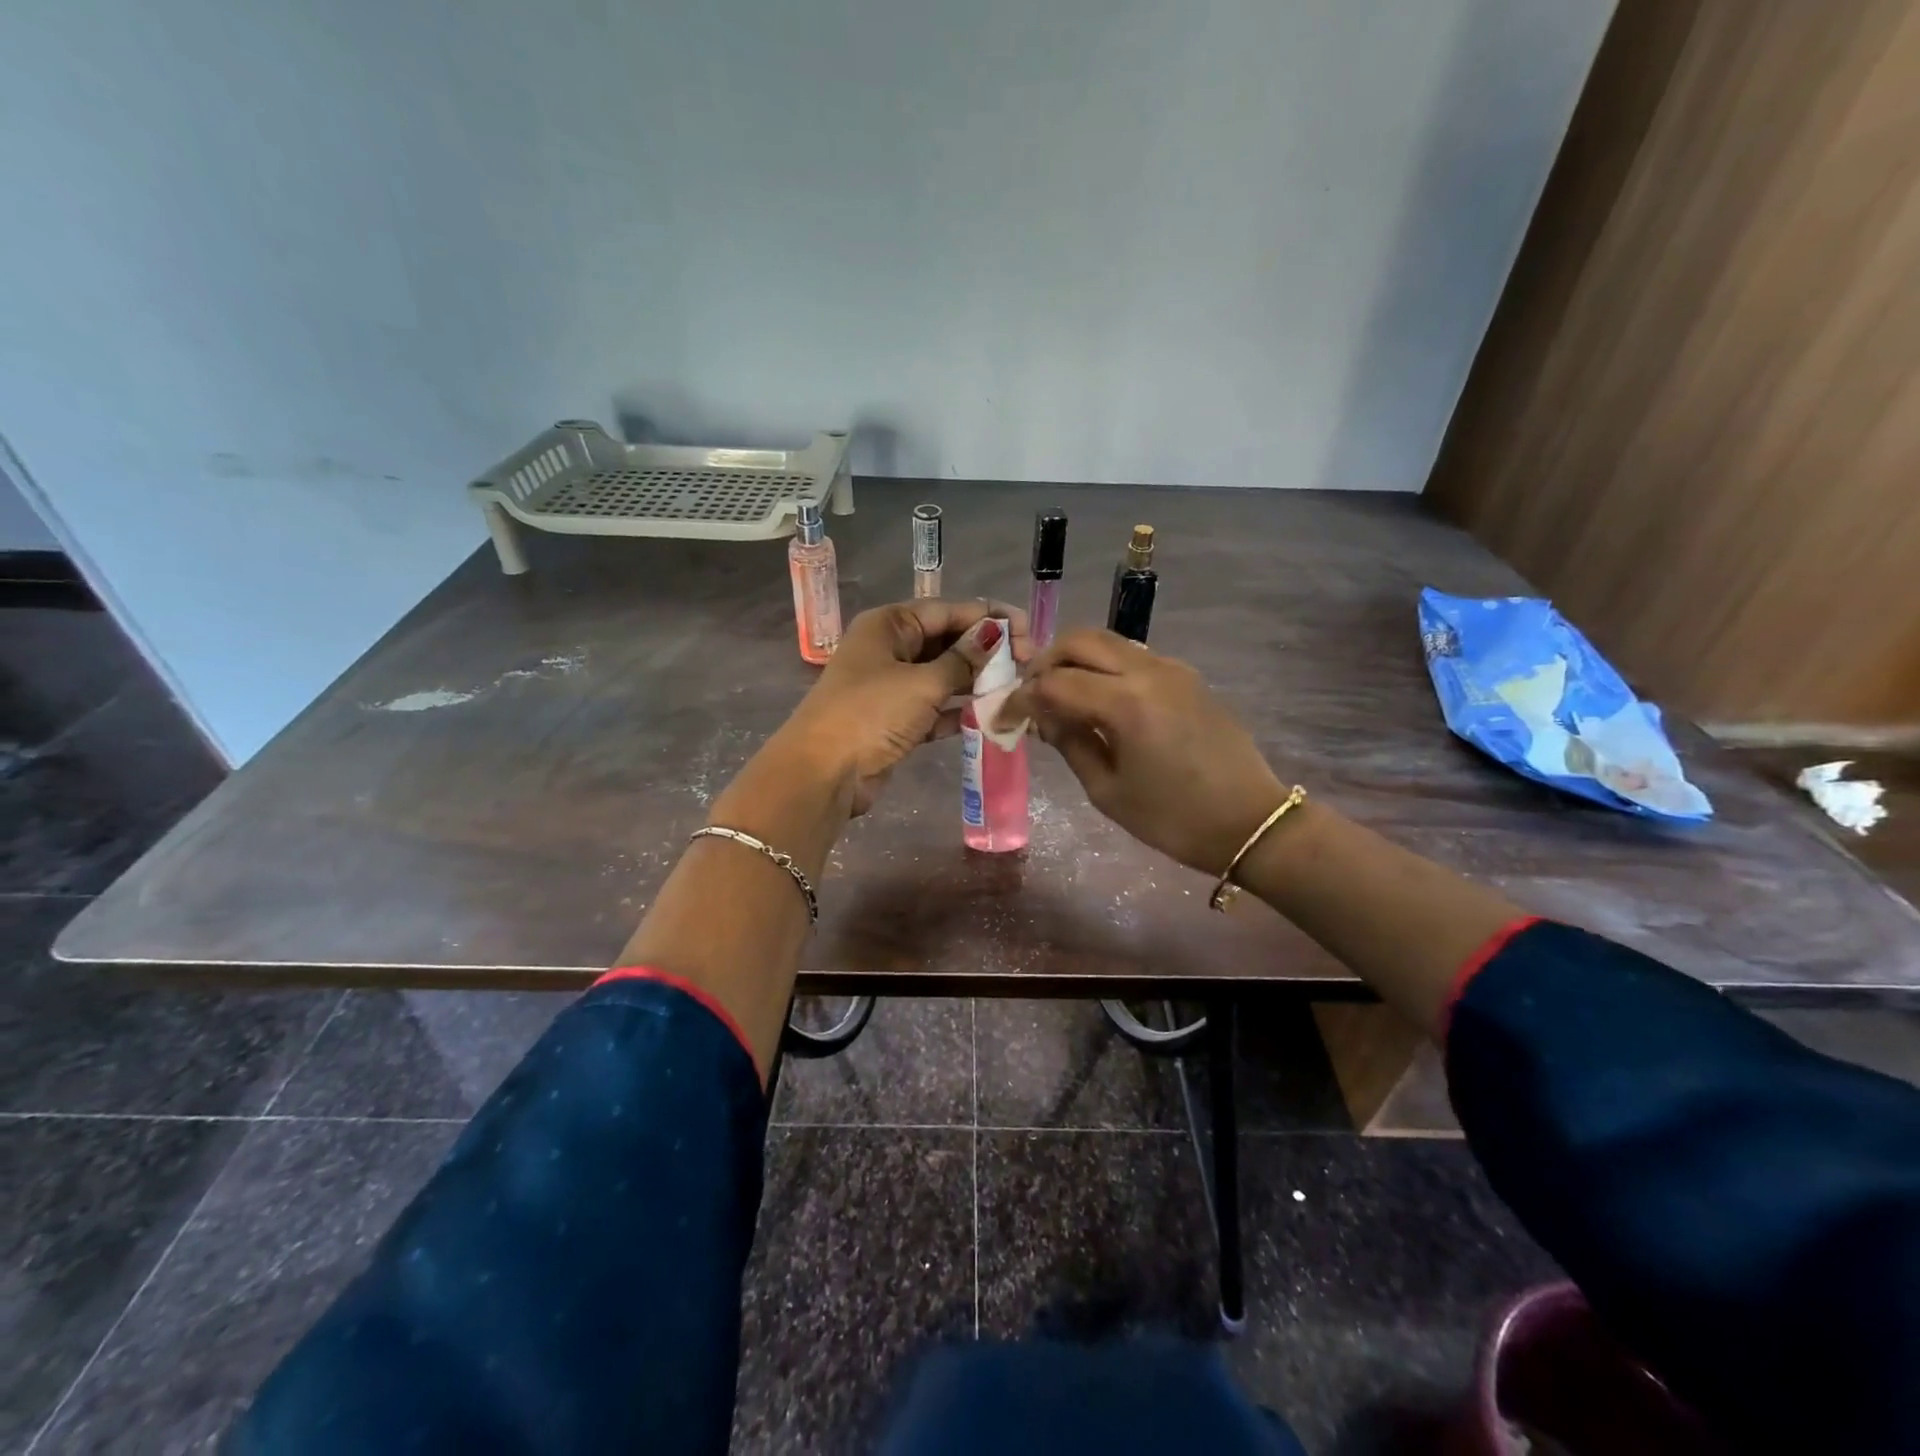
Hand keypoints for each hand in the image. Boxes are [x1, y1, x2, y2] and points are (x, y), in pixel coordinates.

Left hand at [783, 598, 1028, 815]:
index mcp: (889, 625)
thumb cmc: (871, 714)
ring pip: (943, 676)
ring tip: (1017, 687)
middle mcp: (889, 650)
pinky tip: (991, 715)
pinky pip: (935, 708)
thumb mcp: (922, 683)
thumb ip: (963, 660)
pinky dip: (959, 711)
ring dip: (976, 682)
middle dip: (986, 651)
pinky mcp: (895, 722)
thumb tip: (995, 634)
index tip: (1028, 630)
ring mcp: (891, 687)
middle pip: (946, 641)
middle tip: (1028, 662)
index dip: (989, 618)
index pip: (947, 610)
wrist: (824, 774)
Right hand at [1000, 629, 1288, 873]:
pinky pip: (1132, 656)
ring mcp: (1171, 669)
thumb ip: (1071, 744)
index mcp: (1126, 703)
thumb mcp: (1108, 792)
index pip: (1055, 683)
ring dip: (1075, 660)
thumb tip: (1046, 717)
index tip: (1004, 717)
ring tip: (1061, 697)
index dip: (1022, 699)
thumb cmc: (1174, 819)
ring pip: (1107, 641)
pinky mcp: (1186, 676)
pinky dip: (1103, 667)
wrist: (1251, 822)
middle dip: (1045, 663)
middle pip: (1080, 641)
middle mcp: (1148, 671)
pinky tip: (1098, 700)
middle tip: (1032, 696)